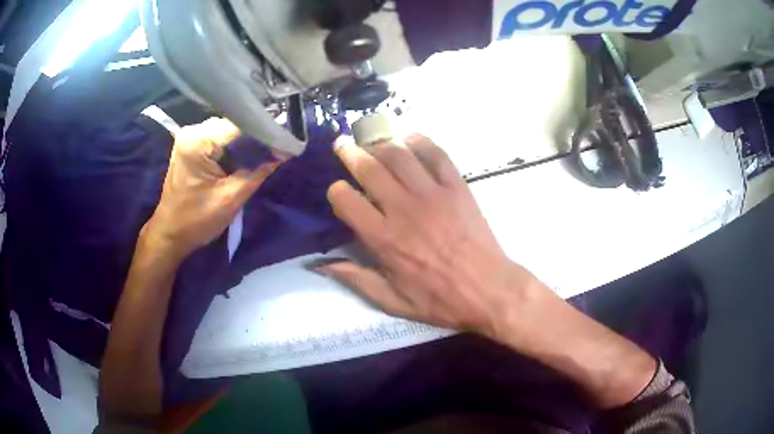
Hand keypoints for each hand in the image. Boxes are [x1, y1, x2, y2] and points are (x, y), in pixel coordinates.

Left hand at [144, 118, 282, 258]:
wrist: (170, 234)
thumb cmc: (197, 221)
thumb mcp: (232, 198)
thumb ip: (258, 171)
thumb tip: (284, 153)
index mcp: (198, 142)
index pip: (239, 124)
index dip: (263, 131)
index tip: (284, 142)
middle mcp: (192, 132)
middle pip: (232, 124)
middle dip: (255, 136)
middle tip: (276, 149)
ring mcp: (189, 137)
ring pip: (226, 130)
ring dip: (244, 142)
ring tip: (263, 153)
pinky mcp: (190, 146)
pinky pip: (217, 138)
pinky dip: (232, 147)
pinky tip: (244, 157)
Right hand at [318, 134, 541, 336]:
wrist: (488, 290)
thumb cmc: (440, 300)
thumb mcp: (393, 301)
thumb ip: (356, 279)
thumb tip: (321, 265)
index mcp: (384, 239)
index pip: (346, 200)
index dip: (337, 192)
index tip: (339, 192)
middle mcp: (404, 209)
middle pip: (369, 168)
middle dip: (350, 153)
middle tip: (343, 144)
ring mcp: (433, 194)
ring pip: (399, 155)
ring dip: (380, 144)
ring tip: (373, 142)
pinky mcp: (457, 187)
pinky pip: (436, 154)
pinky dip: (420, 141)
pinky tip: (409, 139)